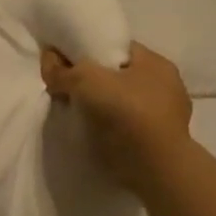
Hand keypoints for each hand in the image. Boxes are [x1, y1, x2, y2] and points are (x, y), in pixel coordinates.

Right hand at [40, 42, 191, 192]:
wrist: (154, 168)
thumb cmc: (125, 113)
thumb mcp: (84, 80)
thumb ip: (62, 69)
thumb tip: (48, 59)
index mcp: (156, 63)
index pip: (117, 48)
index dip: (89, 51)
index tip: (66, 63)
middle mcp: (167, 85)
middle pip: (118, 75)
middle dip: (93, 81)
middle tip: (67, 88)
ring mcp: (166, 116)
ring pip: (121, 102)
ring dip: (101, 106)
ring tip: (75, 112)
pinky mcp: (158, 142)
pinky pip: (125, 126)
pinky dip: (109, 127)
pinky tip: (92, 132)